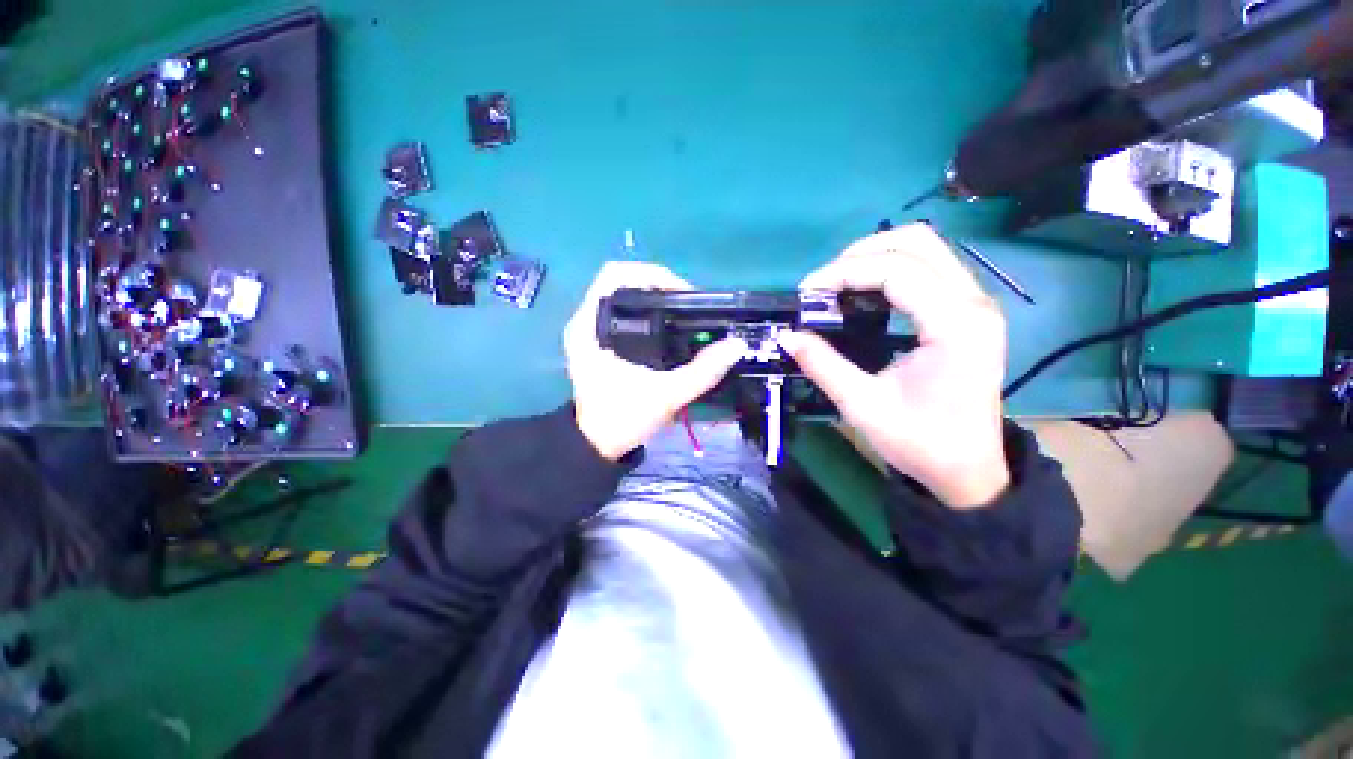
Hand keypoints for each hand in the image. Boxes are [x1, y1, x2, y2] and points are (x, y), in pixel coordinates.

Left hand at [563, 262, 746, 459]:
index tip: (682, 295)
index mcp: (589, 326)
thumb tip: (735, 345)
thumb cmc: (622, 418)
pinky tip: (666, 326)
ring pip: (622, 294)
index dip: (653, 275)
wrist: (597, 444)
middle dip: (658, 285)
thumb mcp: (666, 396)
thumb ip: (703, 371)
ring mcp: (588, 330)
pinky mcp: (596, 340)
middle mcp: (584, 321)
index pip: (615, 274)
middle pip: (621, 280)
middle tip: (687, 304)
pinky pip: (622, 310)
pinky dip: (646, 311)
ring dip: (653, 297)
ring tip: (682, 313)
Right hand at [777, 225, 1009, 508]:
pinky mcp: (967, 312)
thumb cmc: (920, 443)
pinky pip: (928, 269)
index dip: (844, 272)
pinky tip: (863, 295)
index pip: (896, 270)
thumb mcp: (862, 405)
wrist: (967, 471)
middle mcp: (973, 302)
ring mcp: (975, 304)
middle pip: (917, 241)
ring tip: (837, 286)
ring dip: (874, 257)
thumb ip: (822, 364)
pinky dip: (889, 271)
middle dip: (860, 254)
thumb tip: (787, 335)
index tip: (807, 292)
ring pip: (924, 248)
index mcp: (955, 325)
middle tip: (822, 285)